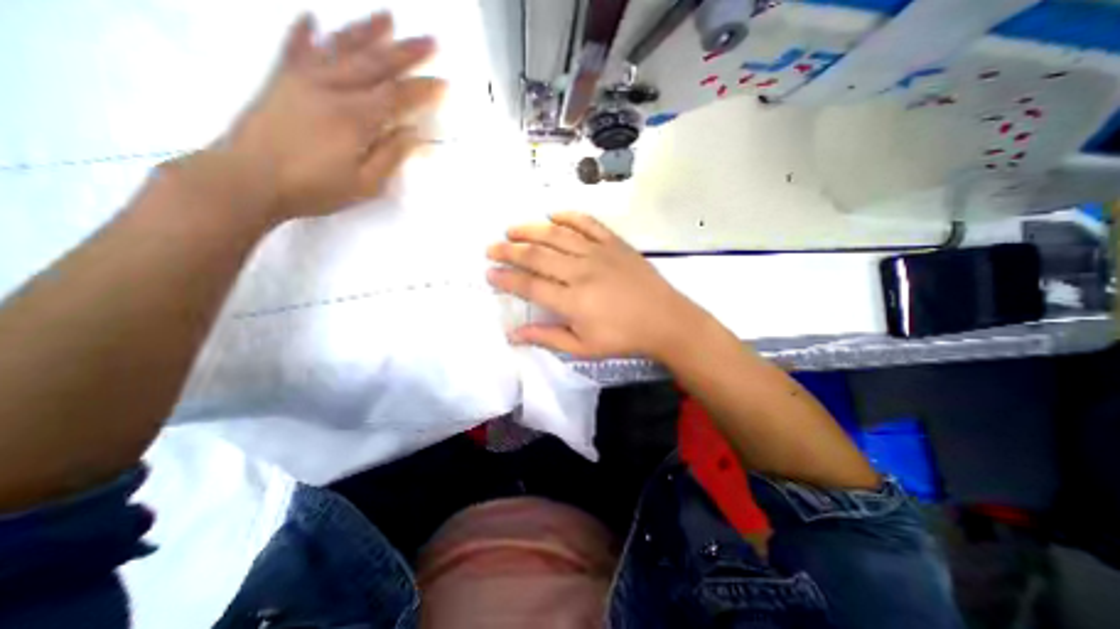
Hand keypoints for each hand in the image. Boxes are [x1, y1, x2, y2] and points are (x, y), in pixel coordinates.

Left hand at [208, 12, 442, 223]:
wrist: (247, 180)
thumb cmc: (314, 188)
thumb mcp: (364, 184)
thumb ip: (390, 156)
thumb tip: (412, 133)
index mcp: (355, 118)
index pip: (397, 96)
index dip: (423, 90)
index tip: (444, 83)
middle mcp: (331, 89)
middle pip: (375, 64)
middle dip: (406, 52)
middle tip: (430, 39)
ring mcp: (302, 79)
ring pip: (341, 47)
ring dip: (367, 30)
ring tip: (388, 16)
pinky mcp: (280, 80)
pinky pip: (295, 48)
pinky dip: (305, 31)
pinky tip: (313, 17)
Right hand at [483, 212, 706, 361]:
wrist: (665, 320)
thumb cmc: (623, 338)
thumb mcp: (583, 347)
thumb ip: (547, 338)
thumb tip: (514, 334)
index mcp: (572, 300)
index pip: (530, 286)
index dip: (506, 279)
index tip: (490, 273)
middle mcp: (580, 272)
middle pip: (537, 256)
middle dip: (509, 250)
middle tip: (491, 248)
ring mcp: (598, 253)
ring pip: (557, 235)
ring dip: (531, 229)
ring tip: (512, 228)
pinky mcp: (614, 243)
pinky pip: (588, 223)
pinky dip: (569, 216)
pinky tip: (553, 214)